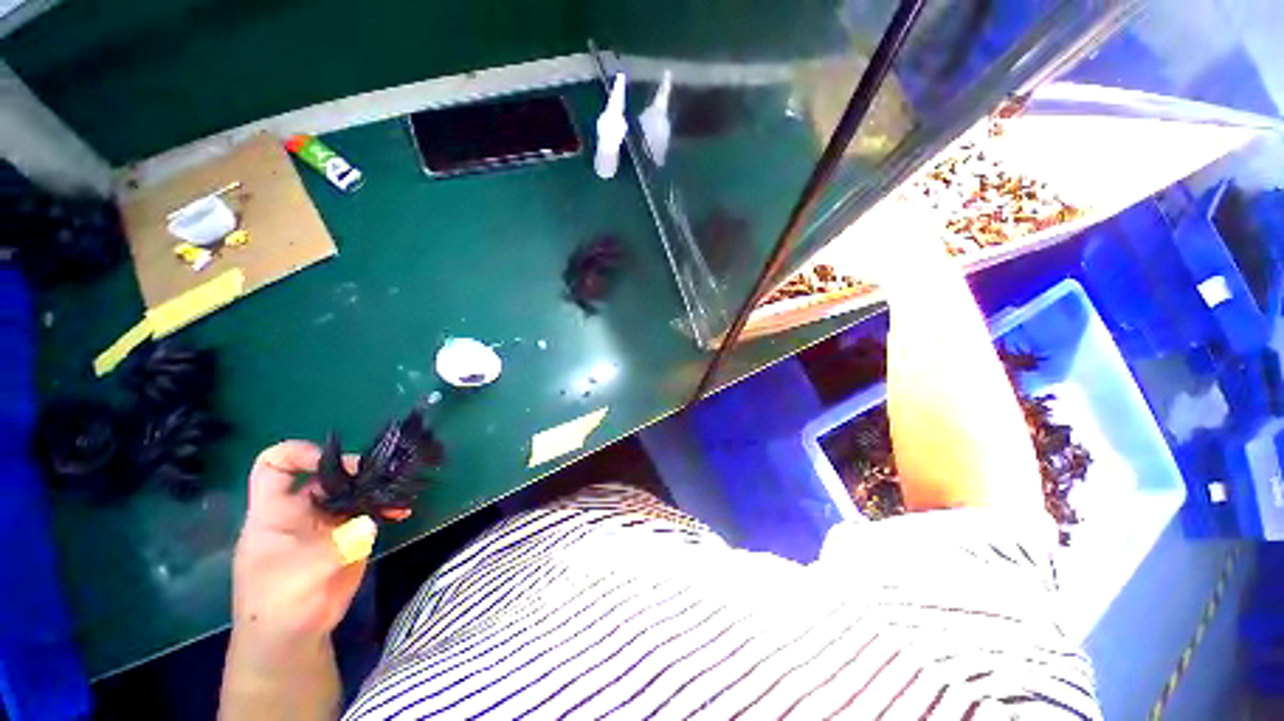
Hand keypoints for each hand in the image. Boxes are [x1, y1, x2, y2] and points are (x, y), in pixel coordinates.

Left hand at [231, 441, 405, 645]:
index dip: (299, 455)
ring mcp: (328, 522)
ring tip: (399, 491)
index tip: (330, 461)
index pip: (275, 466)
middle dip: (355, 470)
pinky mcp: (350, 535)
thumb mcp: (300, 573)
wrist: (294, 638)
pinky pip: (370, 512)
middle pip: (327, 474)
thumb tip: (369, 524)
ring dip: (377, 488)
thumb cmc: (279, 603)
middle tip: (381, 475)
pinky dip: (387, 508)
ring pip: (354, 491)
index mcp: (275, 511)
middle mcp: (302, 510)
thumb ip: (336, 546)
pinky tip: (403, 511)